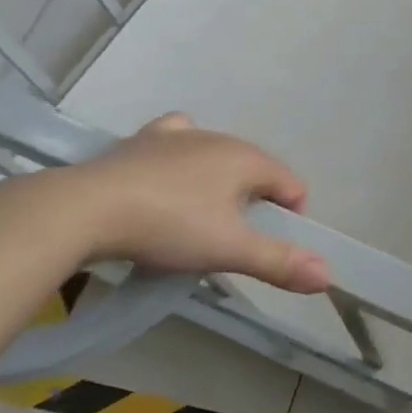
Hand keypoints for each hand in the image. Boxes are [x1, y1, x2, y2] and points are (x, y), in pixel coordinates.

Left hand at [60, 114, 329, 292]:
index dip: (291, 218)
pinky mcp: (141, 141)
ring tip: (198, 218)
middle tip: (230, 242)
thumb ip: (280, 262)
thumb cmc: (169, 226)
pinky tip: (169, 175)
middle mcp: (220, 138)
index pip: (292, 186)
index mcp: (249, 159)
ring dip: (221, 183)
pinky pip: (177, 140)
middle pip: (257, 172)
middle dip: (255, 204)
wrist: (83, 209)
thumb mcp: (230, 250)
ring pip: (218, 156)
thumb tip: (328, 277)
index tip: (266, 249)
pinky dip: (182, 156)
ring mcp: (179, 136)